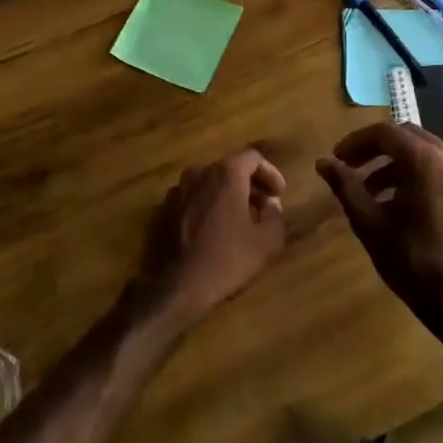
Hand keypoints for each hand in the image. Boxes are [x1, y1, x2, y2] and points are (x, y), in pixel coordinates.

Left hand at [133, 149, 287, 331]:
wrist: (179, 285)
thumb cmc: (228, 258)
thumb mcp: (267, 240)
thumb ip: (275, 214)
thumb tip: (270, 204)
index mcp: (225, 173)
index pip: (252, 158)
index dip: (270, 173)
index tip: (279, 194)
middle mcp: (198, 172)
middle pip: (229, 168)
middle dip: (250, 184)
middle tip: (263, 207)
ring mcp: (177, 190)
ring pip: (209, 183)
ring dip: (227, 195)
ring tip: (240, 218)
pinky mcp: (164, 209)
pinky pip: (193, 198)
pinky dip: (207, 205)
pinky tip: (215, 229)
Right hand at [317, 123, 442, 325]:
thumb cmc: (409, 259)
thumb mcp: (368, 221)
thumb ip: (345, 185)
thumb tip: (323, 162)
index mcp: (423, 160)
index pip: (383, 133)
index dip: (355, 142)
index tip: (337, 159)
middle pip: (404, 135)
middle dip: (374, 148)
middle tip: (350, 167)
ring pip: (421, 150)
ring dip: (392, 161)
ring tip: (368, 189)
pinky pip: (436, 166)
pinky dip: (412, 172)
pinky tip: (395, 200)